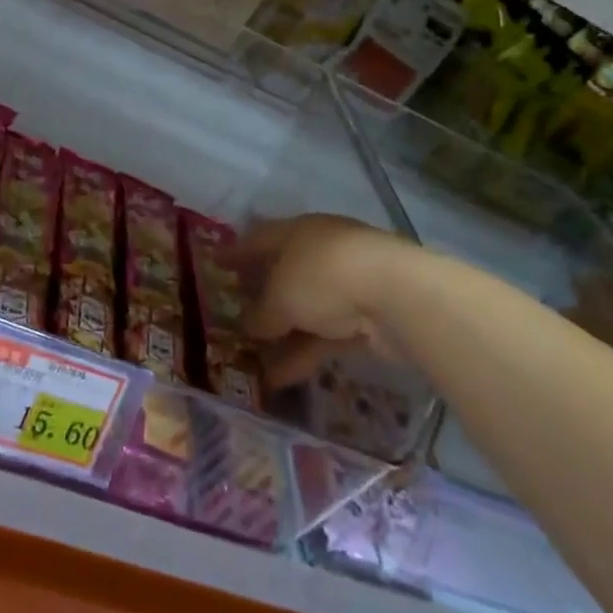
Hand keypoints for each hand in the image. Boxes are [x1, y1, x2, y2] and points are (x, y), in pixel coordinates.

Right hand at [232, 214, 419, 384]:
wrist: (396, 296)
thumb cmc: (324, 277)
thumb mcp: (280, 297)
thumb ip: (261, 314)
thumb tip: (251, 326)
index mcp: (297, 232)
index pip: (259, 239)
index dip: (235, 252)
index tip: (215, 264)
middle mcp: (321, 252)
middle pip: (284, 274)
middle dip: (261, 297)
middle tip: (235, 317)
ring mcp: (347, 284)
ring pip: (305, 310)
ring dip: (281, 336)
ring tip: (253, 363)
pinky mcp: (367, 317)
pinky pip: (326, 335)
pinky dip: (304, 354)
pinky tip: (281, 379)